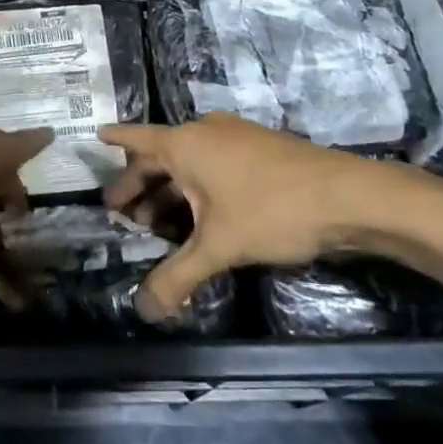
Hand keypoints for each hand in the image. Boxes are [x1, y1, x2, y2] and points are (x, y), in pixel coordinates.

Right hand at [101, 115, 389, 319]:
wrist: (348, 196)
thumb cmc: (272, 210)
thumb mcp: (219, 248)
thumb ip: (178, 278)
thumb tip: (143, 310)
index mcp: (185, 144)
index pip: (136, 138)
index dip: (114, 140)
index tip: (94, 136)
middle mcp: (205, 132)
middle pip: (160, 156)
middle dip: (140, 184)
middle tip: (123, 213)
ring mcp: (235, 138)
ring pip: (189, 163)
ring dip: (170, 191)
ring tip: (157, 224)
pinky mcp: (259, 150)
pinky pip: (213, 165)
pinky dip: (197, 187)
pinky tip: (201, 217)